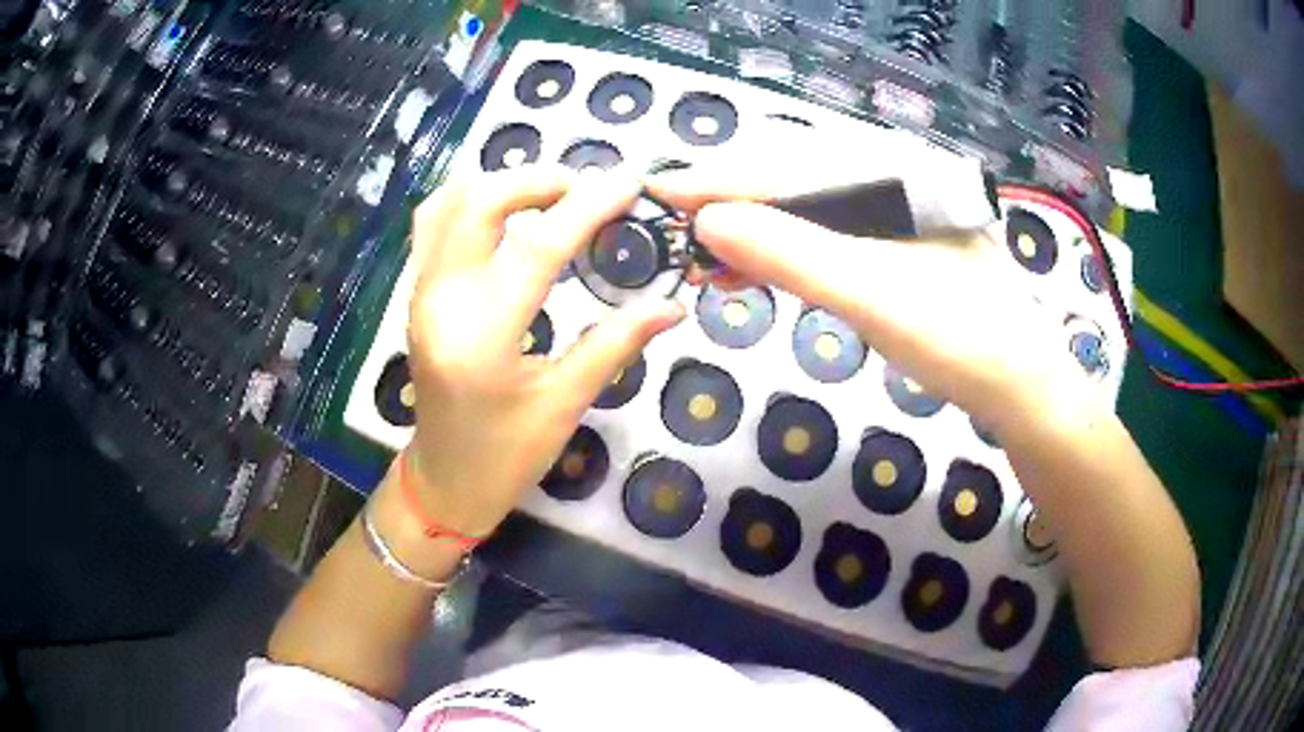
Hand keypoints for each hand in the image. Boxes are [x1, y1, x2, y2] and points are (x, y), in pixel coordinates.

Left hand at [405, 167, 685, 536]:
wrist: (444, 481)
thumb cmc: (506, 457)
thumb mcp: (565, 405)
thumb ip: (616, 344)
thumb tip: (672, 305)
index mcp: (482, 338)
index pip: (537, 247)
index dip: (588, 207)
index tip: (628, 182)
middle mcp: (440, 302)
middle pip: (477, 202)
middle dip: (535, 180)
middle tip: (583, 190)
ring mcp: (420, 295)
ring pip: (447, 203)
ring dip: (500, 184)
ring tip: (549, 196)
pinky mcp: (416, 296)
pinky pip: (435, 225)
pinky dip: (471, 202)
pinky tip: (507, 215)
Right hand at [650, 174, 1094, 435]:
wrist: (1020, 386)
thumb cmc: (957, 338)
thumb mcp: (870, 294)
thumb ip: (789, 252)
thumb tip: (707, 221)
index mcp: (892, 173)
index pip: (787, 166)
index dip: (720, 179)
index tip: (660, 193)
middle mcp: (892, 179)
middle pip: (793, 178)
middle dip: (731, 203)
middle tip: (677, 232)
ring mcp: (896, 213)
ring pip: (808, 207)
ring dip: (755, 230)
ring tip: (709, 258)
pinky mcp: (896, 245)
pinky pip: (828, 235)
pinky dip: (787, 251)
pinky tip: (760, 268)